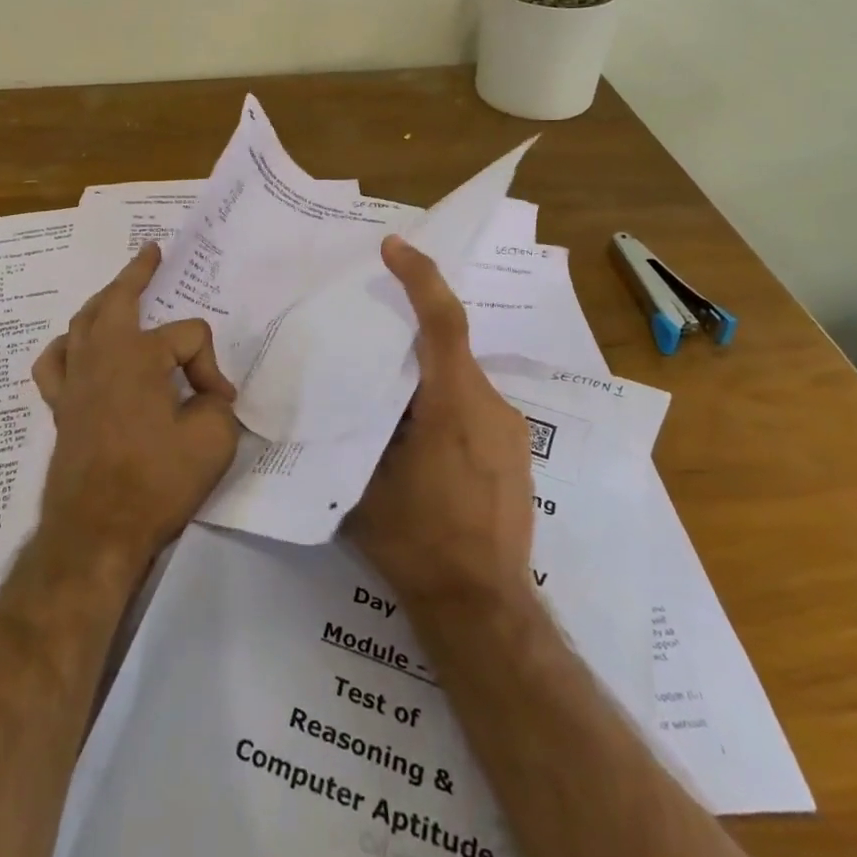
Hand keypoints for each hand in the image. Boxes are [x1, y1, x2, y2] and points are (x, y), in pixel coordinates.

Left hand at [32, 243, 240, 565]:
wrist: (96, 534)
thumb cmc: (156, 483)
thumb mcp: (213, 441)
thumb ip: (217, 405)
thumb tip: (205, 397)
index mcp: (139, 356)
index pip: (189, 337)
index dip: (210, 366)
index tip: (218, 403)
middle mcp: (102, 356)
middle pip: (119, 299)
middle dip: (137, 273)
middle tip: (151, 253)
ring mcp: (75, 380)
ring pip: (83, 323)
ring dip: (103, 302)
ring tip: (117, 293)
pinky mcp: (60, 407)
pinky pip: (55, 362)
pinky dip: (66, 347)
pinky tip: (76, 348)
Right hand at [347, 236, 534, 610]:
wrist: (485, 609)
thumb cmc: (419, 542)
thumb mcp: (365, 483)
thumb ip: (356, 430)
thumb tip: (339, 401)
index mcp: (453, 404)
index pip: (441, 322)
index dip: (419, 277)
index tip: (393, 247)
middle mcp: (490, 405)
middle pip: (450, 348)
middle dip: (412, 333)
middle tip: (372, 339)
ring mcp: (510, 430)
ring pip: (461, 380)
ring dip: (427, 379)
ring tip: (390, 407)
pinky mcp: (517, 453)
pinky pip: (475, 407)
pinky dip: (445, 405)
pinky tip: (421, 443)